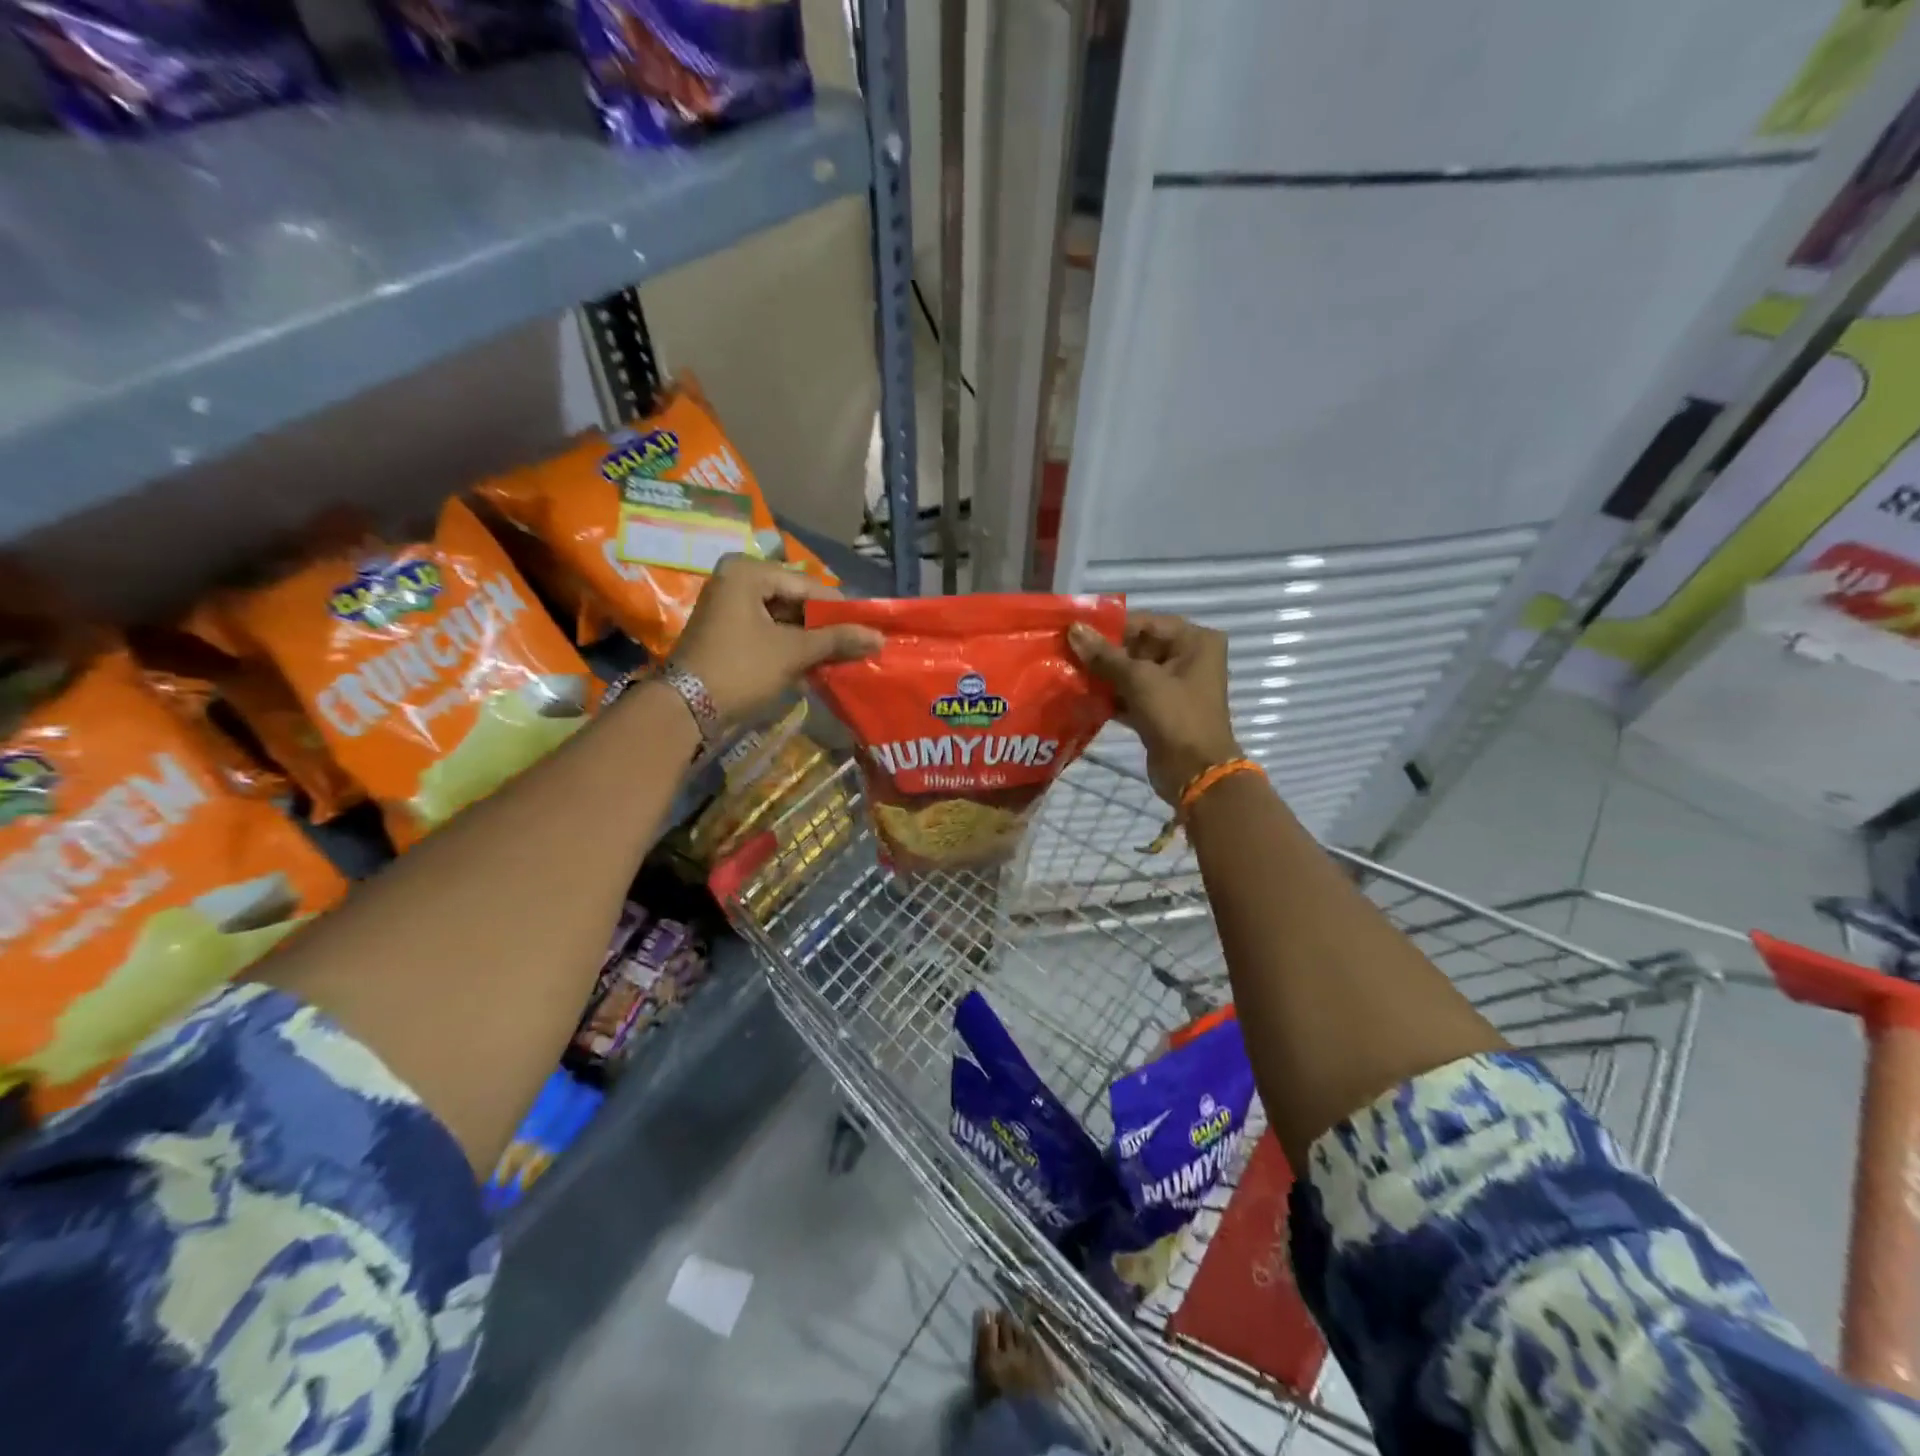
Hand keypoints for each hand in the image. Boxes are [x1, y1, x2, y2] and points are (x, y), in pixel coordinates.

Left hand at [672, 555, 881, 724]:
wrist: (686, 708)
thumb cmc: (741, 668)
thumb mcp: (793, 652)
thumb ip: (837, 640)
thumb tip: (879, 638)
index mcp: (748, 573)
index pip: (808, 586)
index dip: (840, 609)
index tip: (868, 629)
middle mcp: (736, 581)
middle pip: (795, 601)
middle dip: (824, 627)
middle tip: (856, 646)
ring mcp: (729, 607)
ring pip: (783, 619)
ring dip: (810, 641)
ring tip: (840, 659)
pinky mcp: (727, 632)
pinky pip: (768, 633)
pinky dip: (790, 649)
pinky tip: (813, 668)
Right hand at [1069, 613, 1239, 805]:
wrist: (1195, 773)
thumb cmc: (1175, 716)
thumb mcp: (1139, 680)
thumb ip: (1104, 655)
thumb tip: (1073, 629)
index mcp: (1195, 640)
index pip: (1144, 623)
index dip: (1109, 627)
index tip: (1073, 631)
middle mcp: (1188, 657)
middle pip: (1137, 646)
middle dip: (1103, 653)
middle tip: (1066, 653)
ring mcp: (1175, 686)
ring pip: (1132, 672)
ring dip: (1103, 676)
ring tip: (1068, 673)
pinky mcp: (1160, 710)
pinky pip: (1131, 695)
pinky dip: (1110, 696)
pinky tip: (1081, 696)